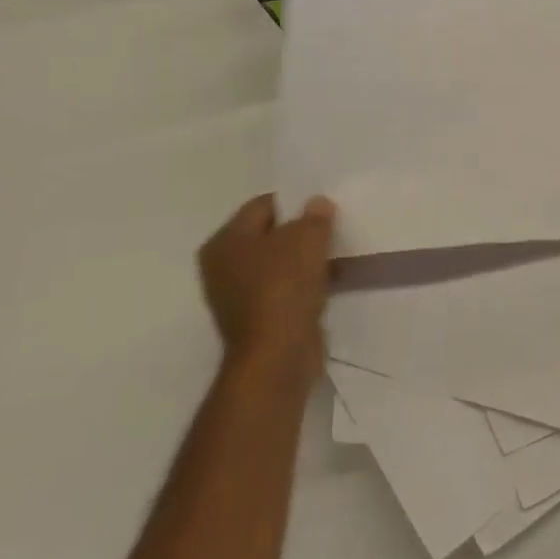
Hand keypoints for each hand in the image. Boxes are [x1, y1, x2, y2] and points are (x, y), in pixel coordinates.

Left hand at [197, 194, 336, 381]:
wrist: (277, 357)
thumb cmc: (284, 287)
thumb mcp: (307, 239)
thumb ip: (314, 216)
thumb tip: (317, 203)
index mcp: (225, 241)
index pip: (263, 205)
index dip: (295, 201)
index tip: (324, 206)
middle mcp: (223, 266)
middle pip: (270, 235)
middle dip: (301, 231)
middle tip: (332, 227)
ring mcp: (238, 296)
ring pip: (279, 264)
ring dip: (305, 259)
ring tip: (336, 253)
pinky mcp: (257, 319)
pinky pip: (284, 289)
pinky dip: (304, 284)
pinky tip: (329, 280)